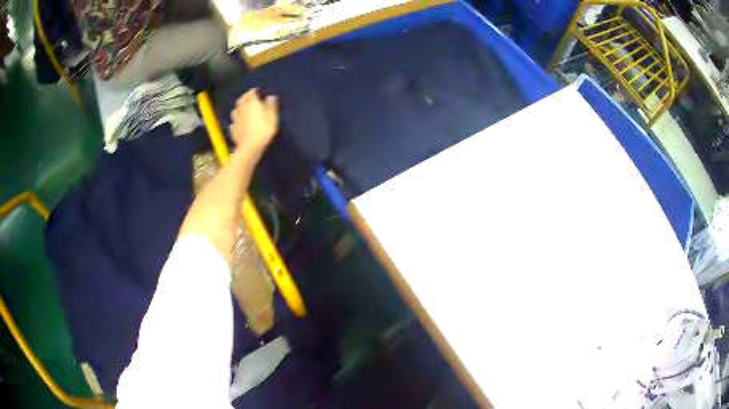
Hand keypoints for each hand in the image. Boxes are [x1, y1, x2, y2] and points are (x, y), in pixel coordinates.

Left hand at [230, 88, 278, 148]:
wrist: (250, 146)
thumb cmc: (264, 129)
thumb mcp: (272, 116)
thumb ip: (271, 105)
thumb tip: (270, 96)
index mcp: (252, 103)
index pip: (251, 93)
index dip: (254, 91)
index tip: (257, 92)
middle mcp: (241, 108)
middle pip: (241, 100)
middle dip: (245, 98)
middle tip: (249, 100)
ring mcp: (235, 119)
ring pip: (235, 110)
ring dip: (239, 109)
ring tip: (243, 111)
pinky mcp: (232, 129)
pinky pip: (234, 122)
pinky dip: (236, 121)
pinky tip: (239, 124)